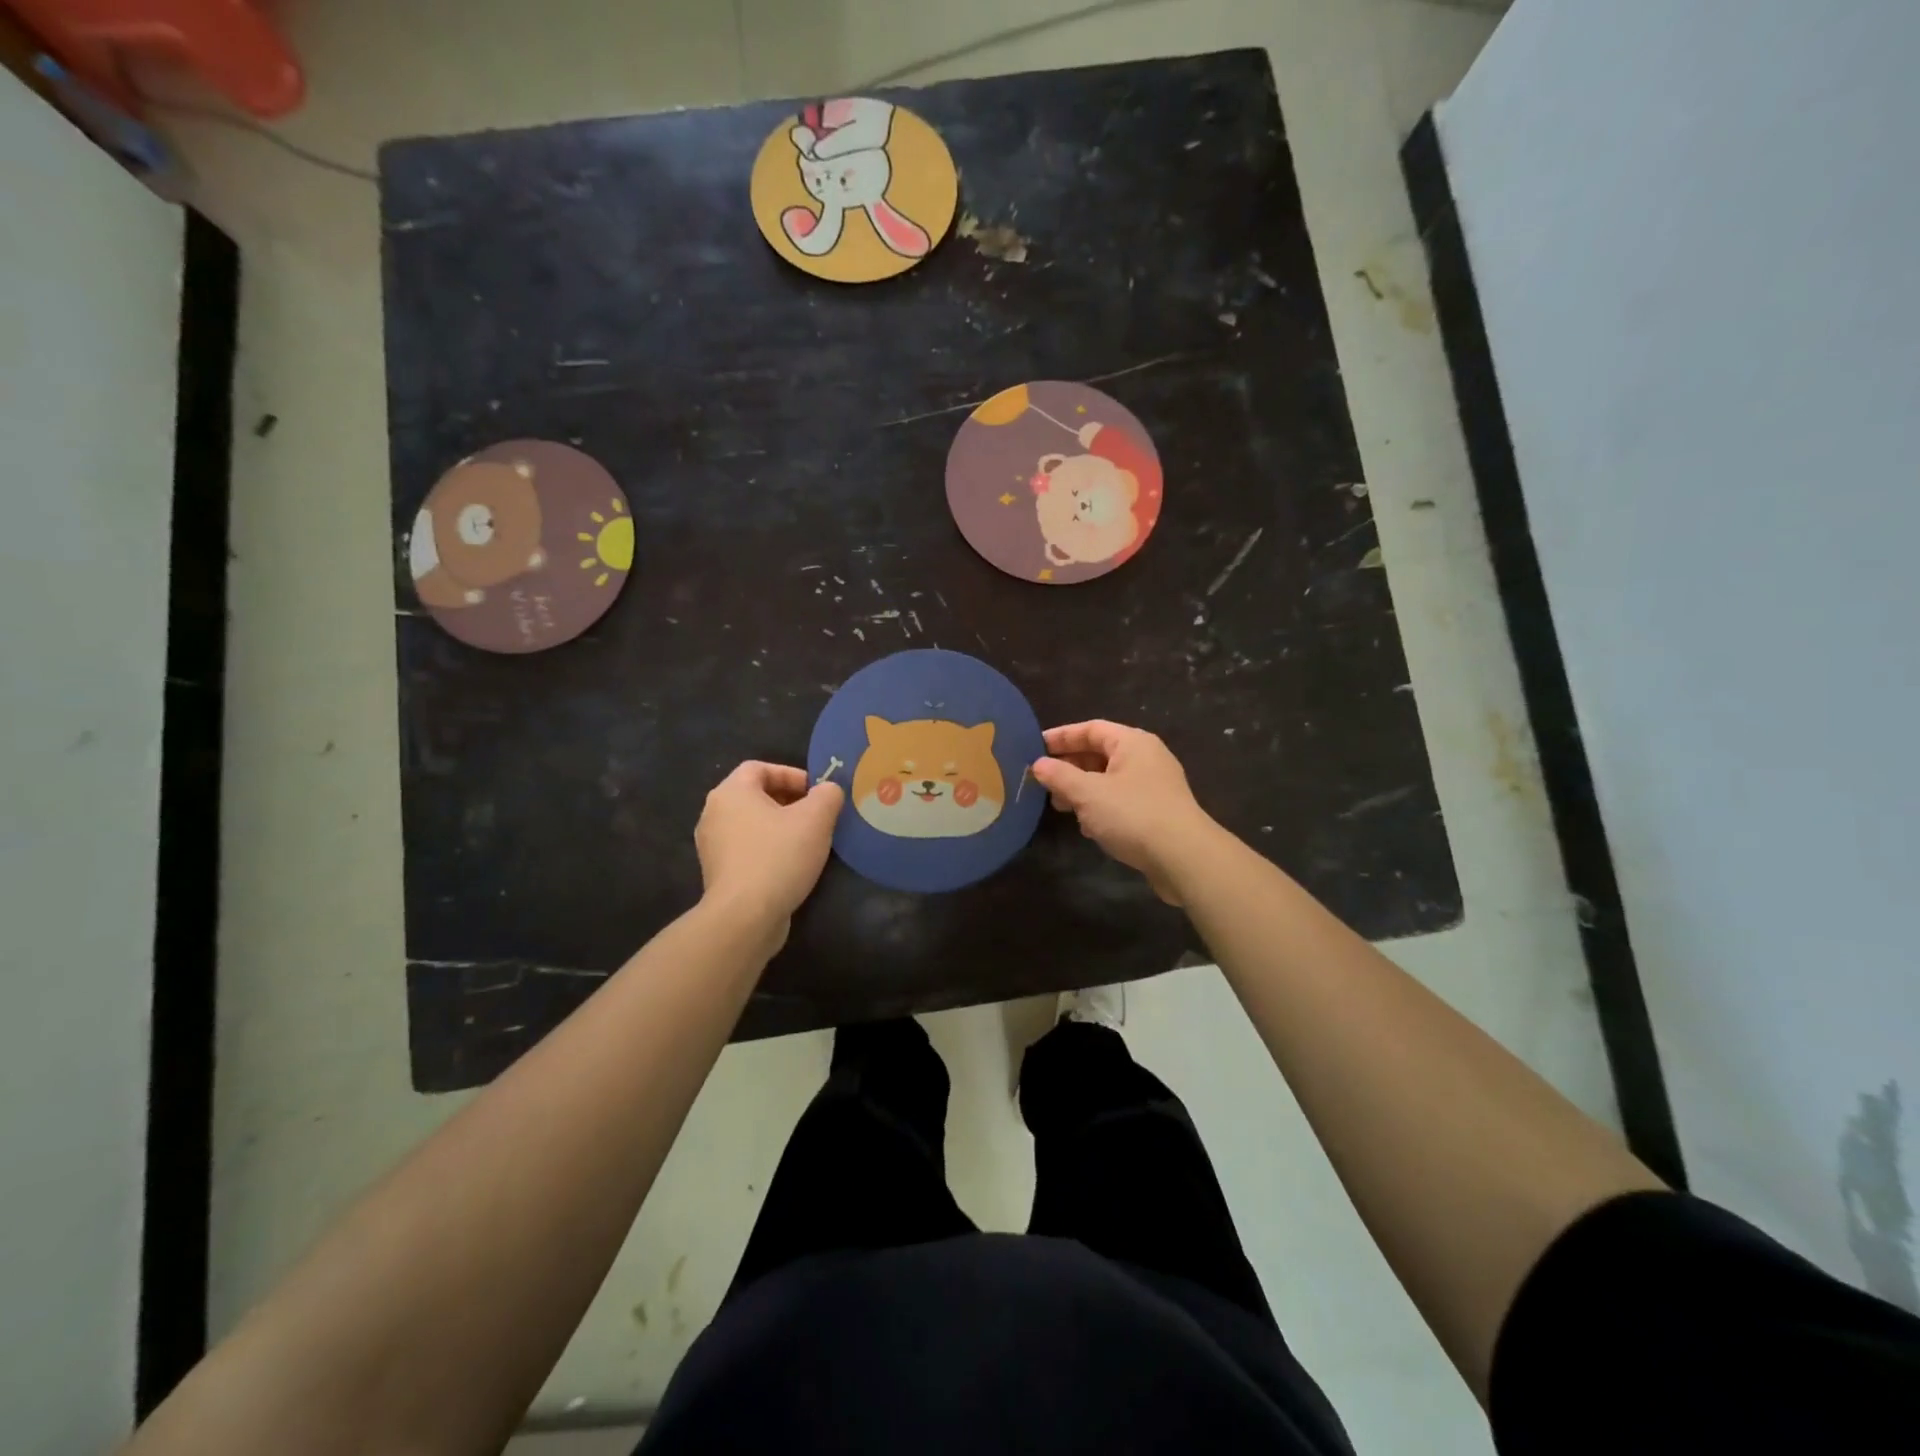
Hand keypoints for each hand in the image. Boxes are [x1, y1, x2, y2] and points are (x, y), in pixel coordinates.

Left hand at [695, 763, 842, 937]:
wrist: (744, 917)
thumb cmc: (779, 857)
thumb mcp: (816, 819)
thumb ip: (827, 795)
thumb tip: (828, 790)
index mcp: (731, 793)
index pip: (759, 767)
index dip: (791, 774)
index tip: (816, 792)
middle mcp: (714, 814)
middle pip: (755, 795)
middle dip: (789, 801)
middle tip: (817, 816)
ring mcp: (712, 846)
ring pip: (752, 824)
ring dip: (780, 827)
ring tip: (809, 841)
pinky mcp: (718, 873)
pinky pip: (747, 849)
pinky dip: (769, 850)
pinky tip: (791, 865)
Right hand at [1031, 721, 1216, 904]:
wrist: (1184, 857)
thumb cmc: (1133, 814)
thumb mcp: (1088, 793)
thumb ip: (1060, 776)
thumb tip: (1038, 764)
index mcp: (1133, 742)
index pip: (1091, 728)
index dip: (1061, 736)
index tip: (1034, 747)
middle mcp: (1146, 758)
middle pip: (1100, 753)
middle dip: (1070, 766)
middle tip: (1043, 780)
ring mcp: (1154, 786)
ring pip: (1109, 779)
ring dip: (1082, 789)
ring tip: (1059, 805)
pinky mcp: (1157, 812)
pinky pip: (1121, 800)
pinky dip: (1100, 807)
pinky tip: (1086, 826)